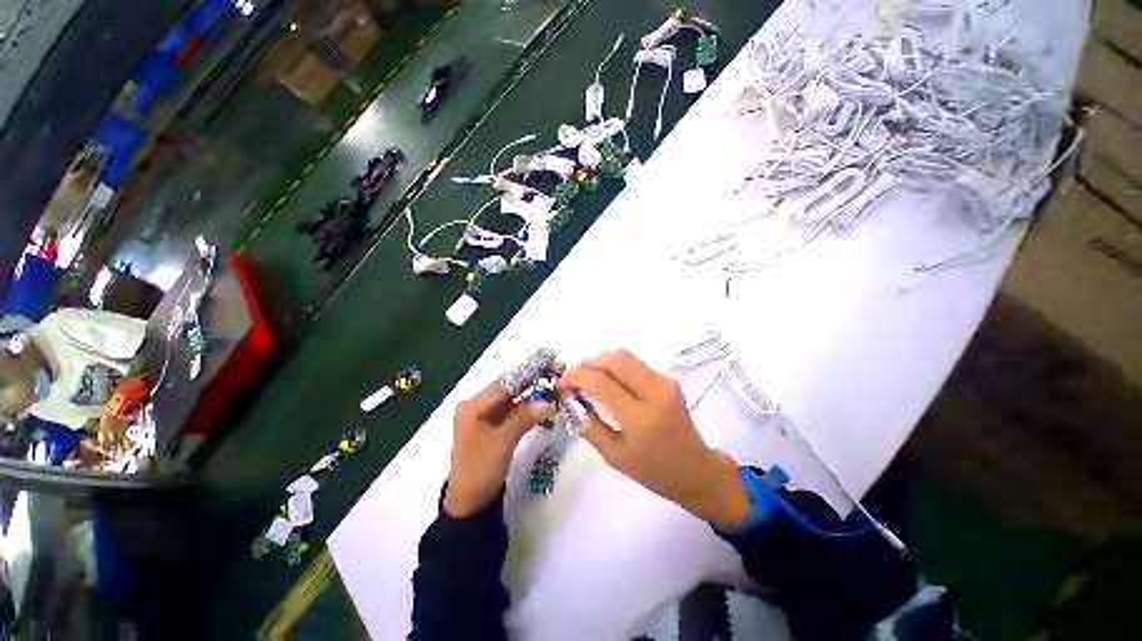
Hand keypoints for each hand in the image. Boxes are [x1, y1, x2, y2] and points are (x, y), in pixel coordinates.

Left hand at [444, 380, 555, 516]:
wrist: (470, 503)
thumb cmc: (481, 470)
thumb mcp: (504, 441)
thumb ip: (526, 417)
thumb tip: (551, 400)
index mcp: (473, 406)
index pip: (505, 383)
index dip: (527, 372)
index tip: (547, 362)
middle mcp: (478, 406)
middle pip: (509, 387)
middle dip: (532, 379)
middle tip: (555, 369)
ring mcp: (486, 416)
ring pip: (513, 398)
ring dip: (533, 391)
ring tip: (554, 382)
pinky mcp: (493, 425)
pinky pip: (513, 410)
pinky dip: (528, 405)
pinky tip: (544, 400)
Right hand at [561, 350, 752, 528]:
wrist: (696, 469)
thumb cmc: (653, 470)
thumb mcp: (614, 456)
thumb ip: (590, 427)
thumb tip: (574, 401)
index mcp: (639, 417)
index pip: (601, 382)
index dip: (577, 376)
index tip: (563, 382)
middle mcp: (654, 392)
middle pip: (615, 359)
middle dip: (589, 362)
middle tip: (575, 376)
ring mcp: (664, 382)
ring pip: (626, 356)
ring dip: (602, 361)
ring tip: (589, 376)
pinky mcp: (668, 380)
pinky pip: (635, 364)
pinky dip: (616, 366)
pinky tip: (608, 380)